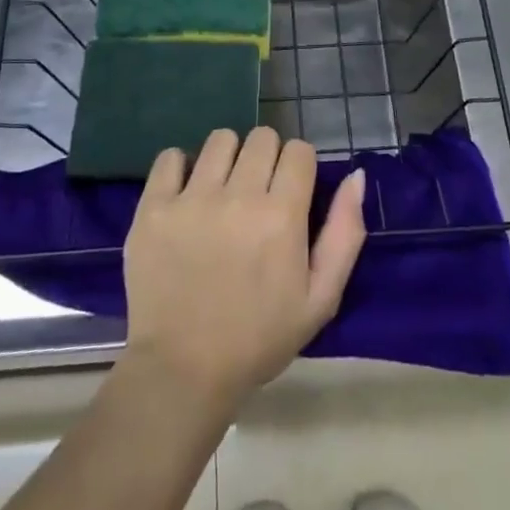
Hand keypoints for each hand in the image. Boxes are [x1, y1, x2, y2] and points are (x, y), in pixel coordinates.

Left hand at [121, 127, 366, 416]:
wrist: (182, 372)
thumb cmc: (258, 339)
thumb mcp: (320, 299)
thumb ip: (344, 234)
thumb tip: (356, 176)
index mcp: (281, 216)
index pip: (299, 150)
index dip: (299, 167)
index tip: (290, 192)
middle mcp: (238, 196)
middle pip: (262, 137)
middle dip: (266, 158)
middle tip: (257, 194)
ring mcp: (191, 199)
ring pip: (220, 139)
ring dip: (227, 158)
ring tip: (222, 191)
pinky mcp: (153, 207)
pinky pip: (170, 157)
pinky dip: (181, 168)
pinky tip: (185, 195)